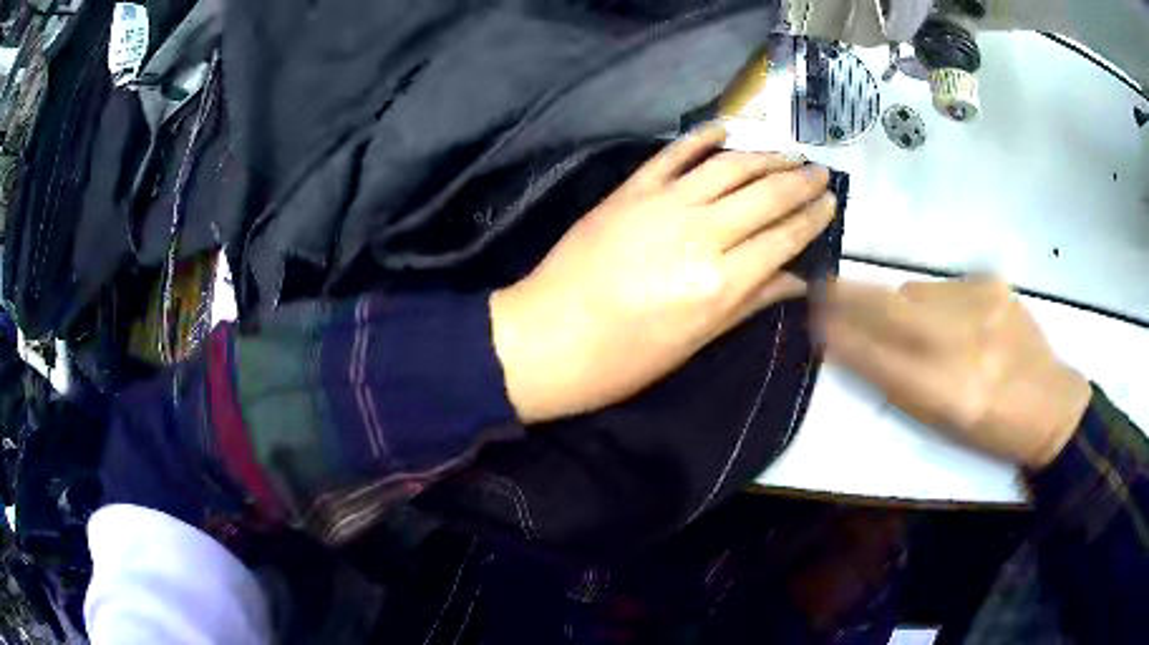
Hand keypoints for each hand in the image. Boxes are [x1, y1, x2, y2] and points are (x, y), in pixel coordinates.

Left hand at [490, 125, 834, 422]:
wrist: (547, 337)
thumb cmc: (623, 359)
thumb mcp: (695, 341)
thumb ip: (749, 301)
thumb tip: (796, 280)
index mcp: (720, 282)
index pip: (782, 238)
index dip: (812, 218)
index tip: (831, 203)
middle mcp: (700, 233)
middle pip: (764, 196)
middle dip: (799, 181)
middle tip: (821, 171)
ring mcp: (662, 204)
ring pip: (727, 167)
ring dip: (764, 156)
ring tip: (789, 152)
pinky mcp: (630, 191)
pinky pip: (673, 155)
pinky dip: (701, 138)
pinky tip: (726, 129)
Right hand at [819, 277, 1091, 467]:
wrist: (1048, 402)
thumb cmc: (991, 430)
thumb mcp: (942, 423)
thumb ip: (900, 385)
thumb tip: (858, 349)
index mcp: (947, 394)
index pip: (878, 358)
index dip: (842, 337)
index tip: (812, 320)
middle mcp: (962, 345)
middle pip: (892, 309)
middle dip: (851, 297)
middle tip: (824, 289)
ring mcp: (981, 308)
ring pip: (916, 292)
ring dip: (896, 302)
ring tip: (896, 317)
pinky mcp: (993, 285)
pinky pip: (944, 286)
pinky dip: (932, 299)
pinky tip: (947, 317)